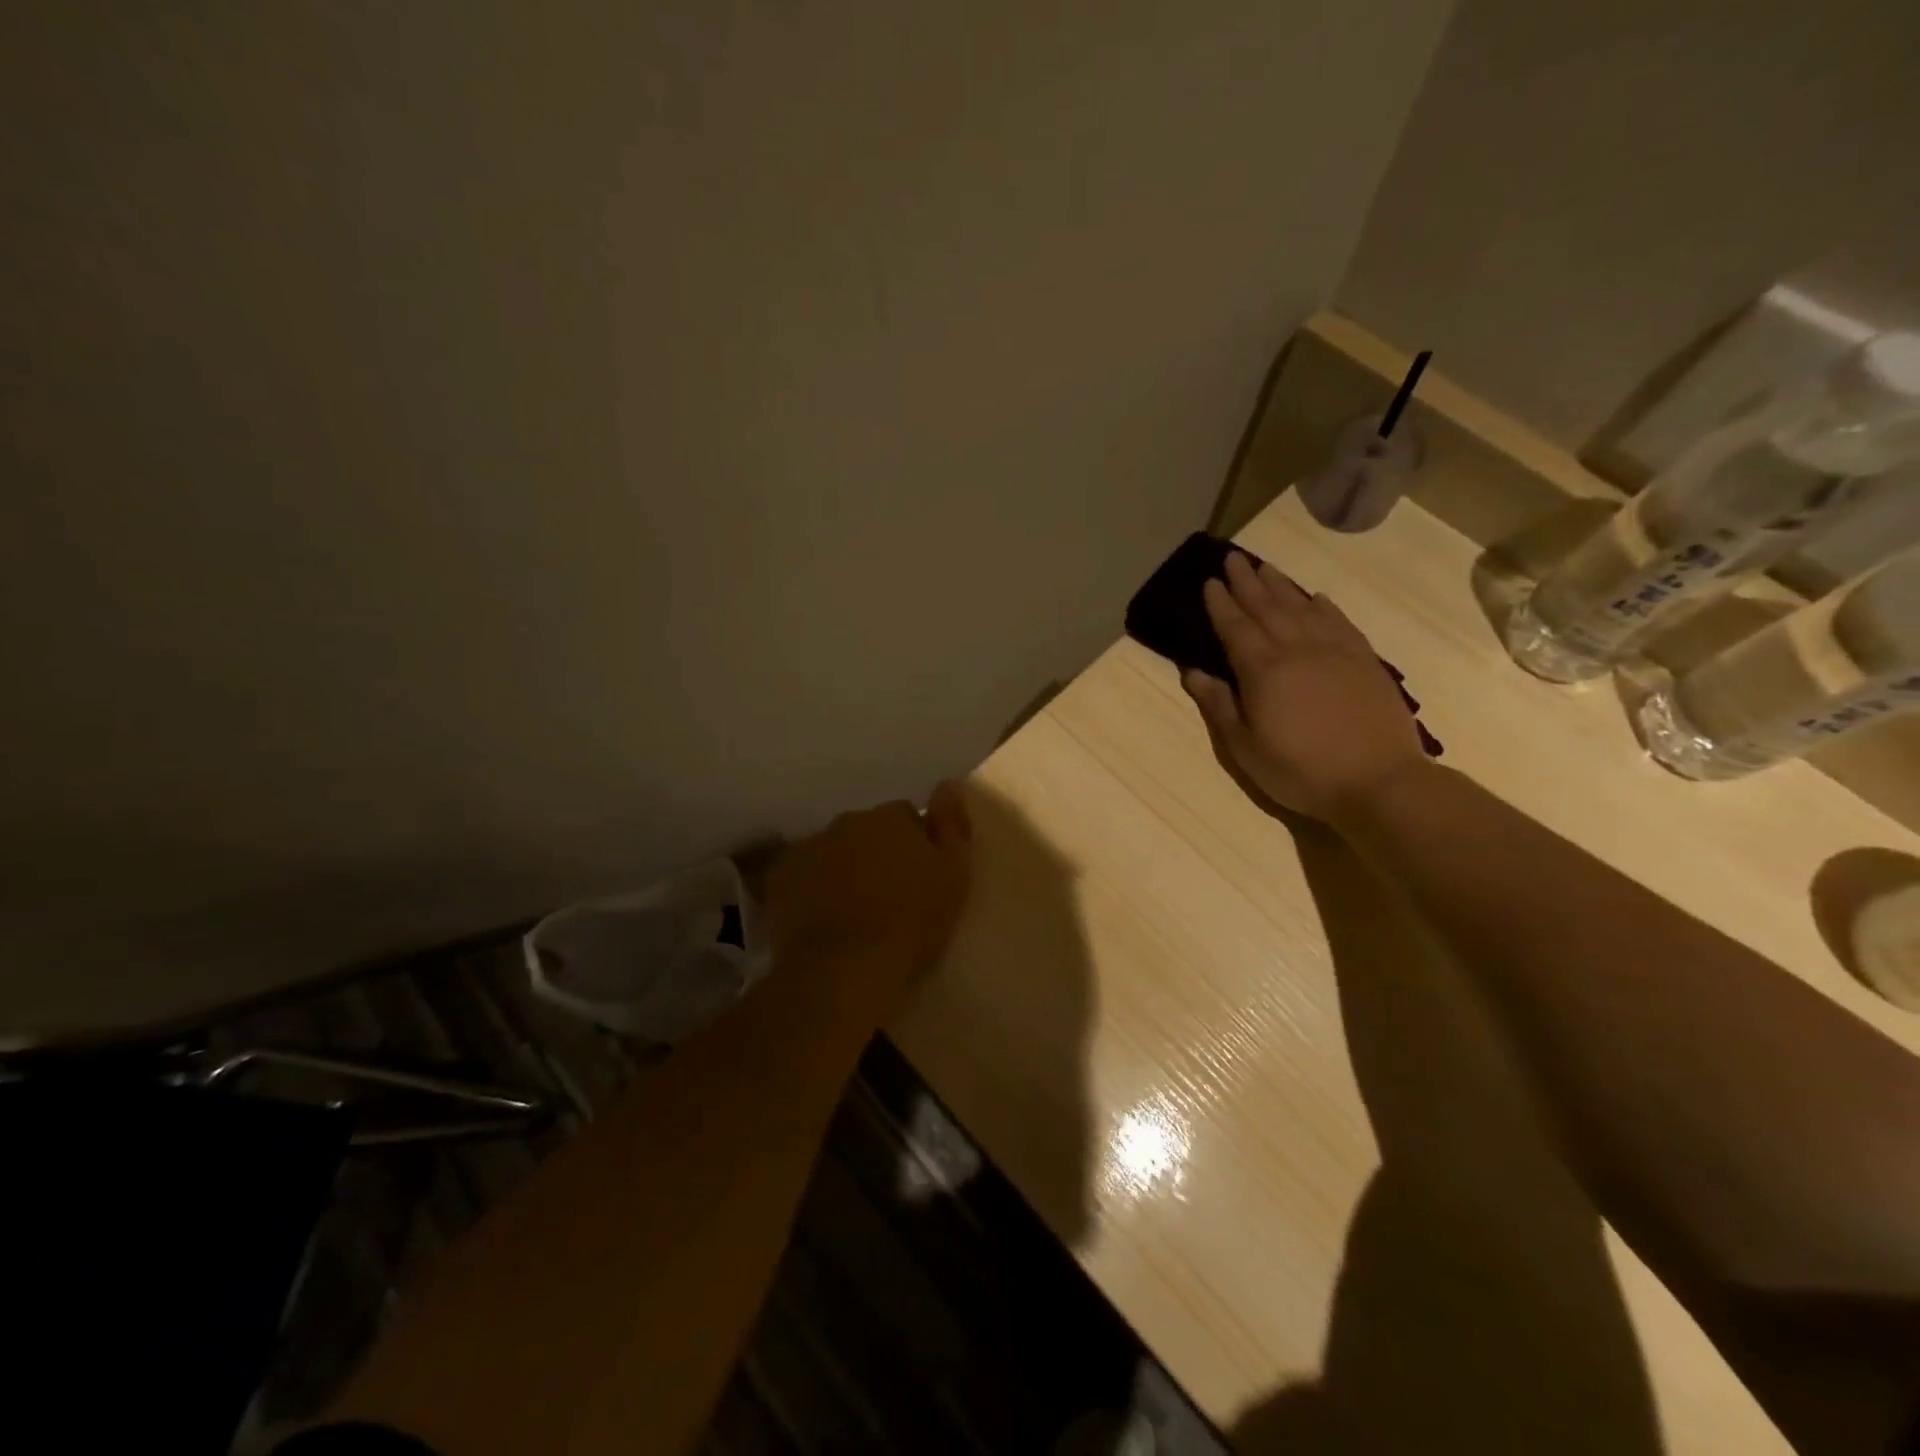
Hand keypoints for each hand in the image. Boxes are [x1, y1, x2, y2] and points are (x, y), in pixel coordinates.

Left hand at [764, 782, 972, 1015]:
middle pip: (865, 832)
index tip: (920, 876)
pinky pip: (802, 878)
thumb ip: (951, 826)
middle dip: (875, 854)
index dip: (914, 844)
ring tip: (854, 913)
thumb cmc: (910, 922)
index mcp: (888, 818)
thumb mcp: (953, 875)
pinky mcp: (778, 881)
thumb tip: (948, 785)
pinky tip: (823, 922)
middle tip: (888, 896)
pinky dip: (812, 891)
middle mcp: (844, 823)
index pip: (905, 816)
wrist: (845, 968)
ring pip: (832, 853)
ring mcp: (807, 850)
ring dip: (843, 870)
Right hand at [1183, 552, 1426, 821]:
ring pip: (1302, 607)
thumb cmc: (1300, 770)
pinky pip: (1339, 621)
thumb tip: (1193, 672)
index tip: (1209, 581)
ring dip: (1280, 585)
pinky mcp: (1364, 660)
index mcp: (1262, 670)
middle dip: (1246, 582)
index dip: (1220, 604)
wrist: (1378, 781)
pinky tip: (1315, 597)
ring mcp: (1334, 650)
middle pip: (1266, 607)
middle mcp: (1296, 649)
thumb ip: (1218, 705)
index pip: (1235, 627)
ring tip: (1265, 567)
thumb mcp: (1245, 747)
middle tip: (1233, 558)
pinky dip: (1323, 606)